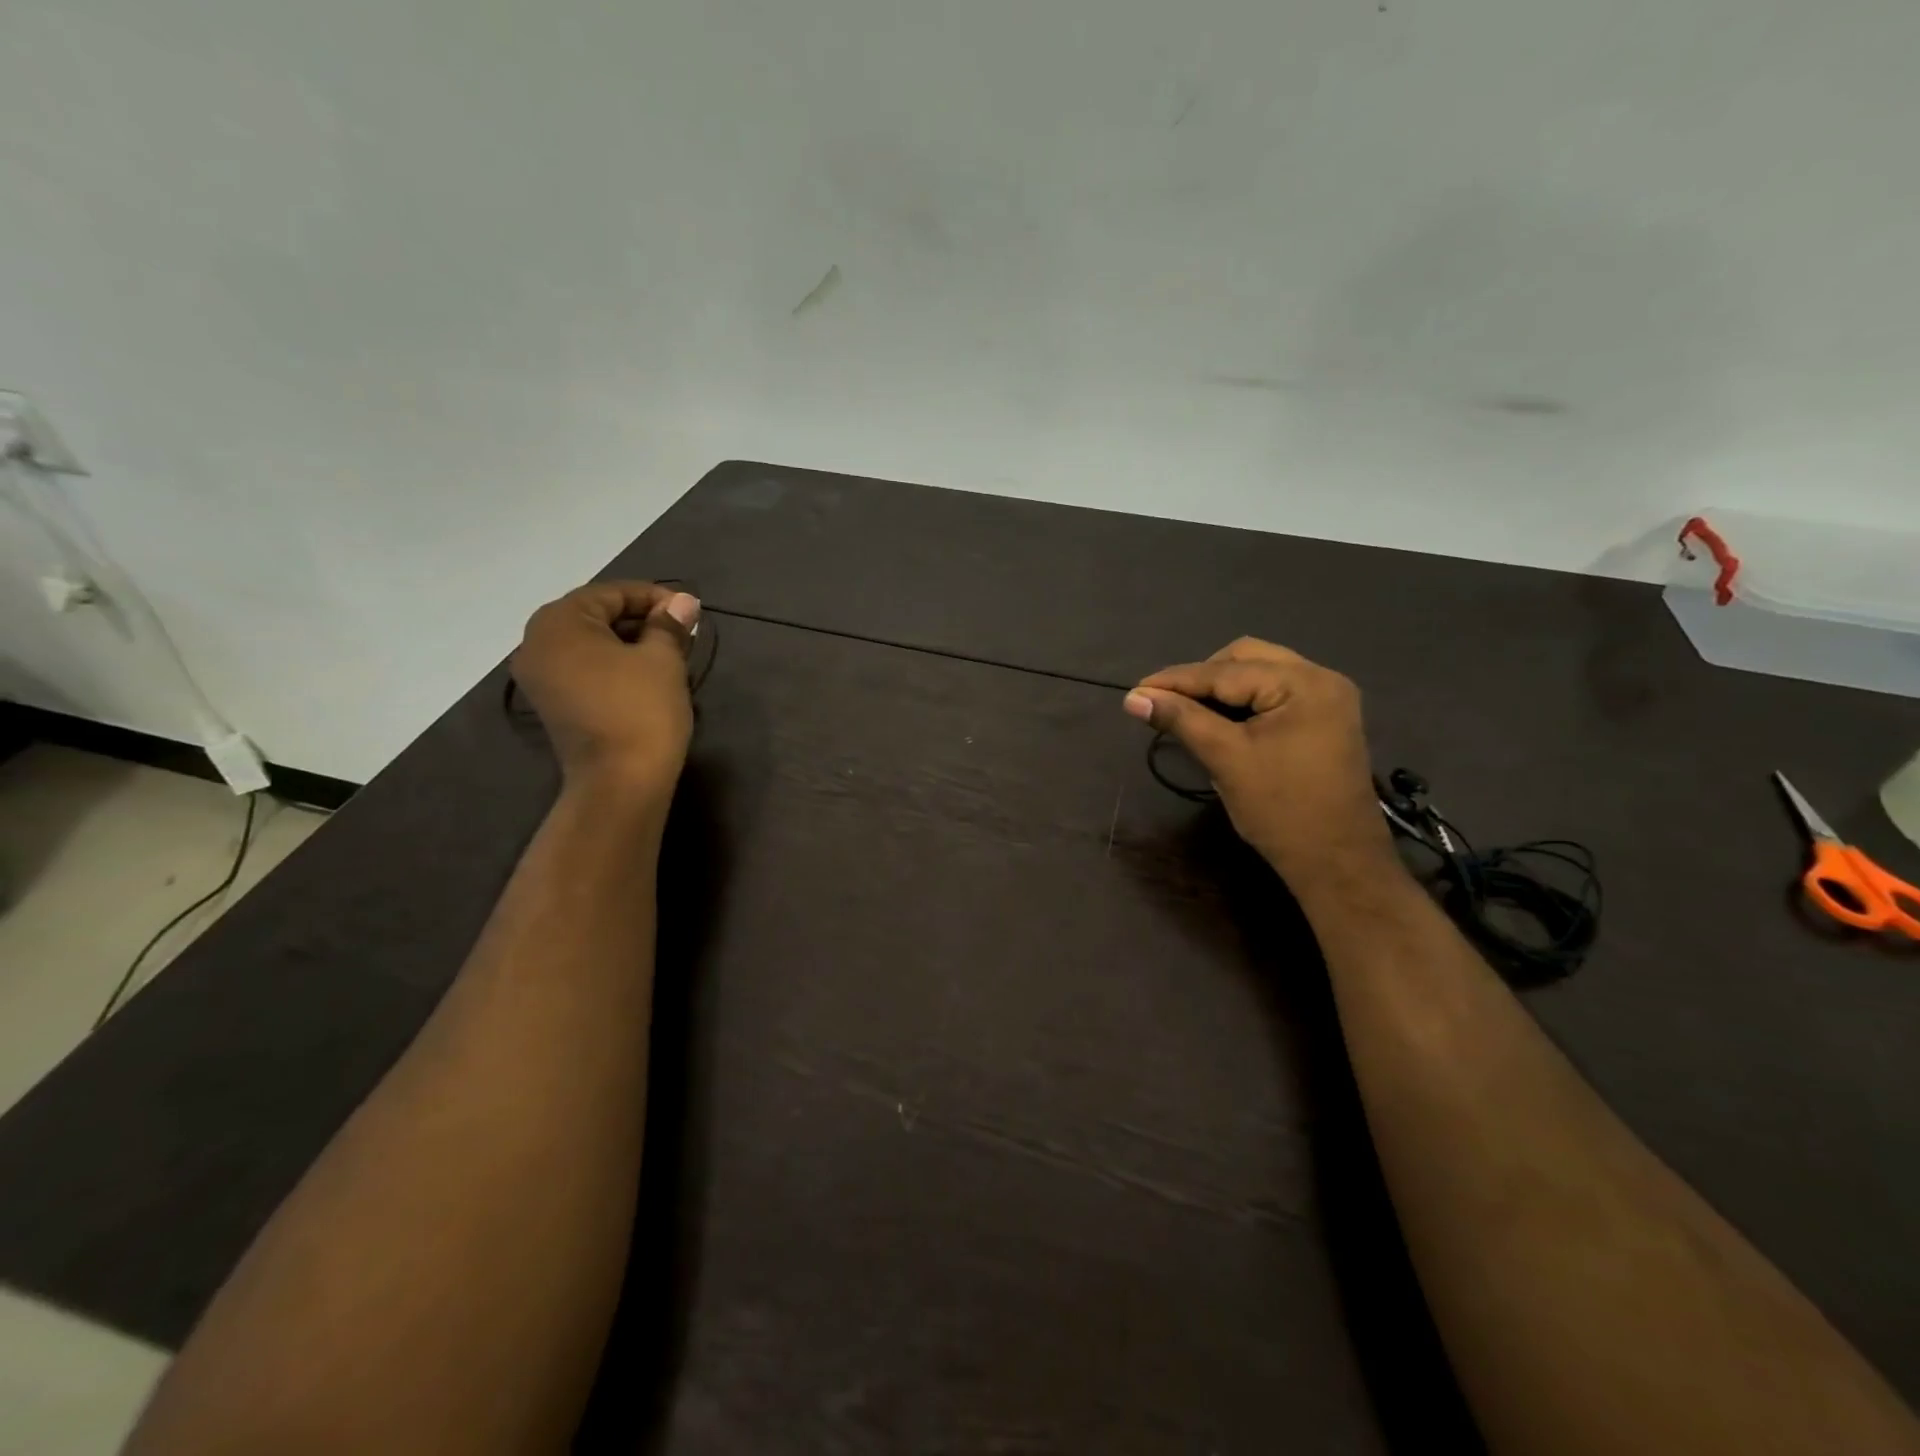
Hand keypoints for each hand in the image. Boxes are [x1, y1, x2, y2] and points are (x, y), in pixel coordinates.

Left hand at [511, 581, 699, 802]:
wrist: (620, 783)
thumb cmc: (641, 710)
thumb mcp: (663, 660)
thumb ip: (669, 624)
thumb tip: (683, 601)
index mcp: (559, 623)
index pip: (611, 594)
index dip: (654, 597)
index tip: (690, 611)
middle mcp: (536, 643)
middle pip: (595, 616)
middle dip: (641, 619)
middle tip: (682, 632)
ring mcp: (539, 677)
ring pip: (590, 644)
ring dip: (629, 642)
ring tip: (670, 653)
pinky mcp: (552, 703)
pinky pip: (583, 668)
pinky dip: (613, 664)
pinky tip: (646, 675)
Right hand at [1124, 637, 1395, 882]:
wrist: (1338, 865)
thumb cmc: (1282, 811)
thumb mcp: (1226, 759)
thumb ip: (1180, 720)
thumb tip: (1133, 699)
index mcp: (1304, 684)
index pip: (1225, 671)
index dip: (1175, 680)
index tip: (1135, 691)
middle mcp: (1321, 679)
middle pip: (1246, 658)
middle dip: (1202, 678)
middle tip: (1166, 703)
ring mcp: (1328, 700)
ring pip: (1260, 674)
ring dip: (1222, 688)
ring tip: (1188, 712)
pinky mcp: (1325, 721)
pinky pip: (1274, 694)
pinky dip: (1243, 702)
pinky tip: (1219, 721)